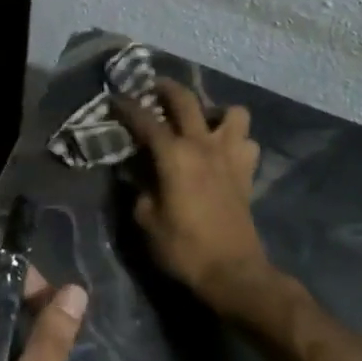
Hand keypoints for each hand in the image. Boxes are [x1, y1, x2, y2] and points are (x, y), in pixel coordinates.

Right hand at [113, 79, 270, 313]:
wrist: (232, 272)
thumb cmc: (182, 248)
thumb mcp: (145, 219)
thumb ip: (138, 188)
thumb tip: (135, 171)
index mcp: (174, 155)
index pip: (145, 120)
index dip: (127, 107)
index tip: (114, 99)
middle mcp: (203, 146)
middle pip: (187, 101)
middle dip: (166, 88)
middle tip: (153, 88)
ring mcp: (230, 156)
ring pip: (232, 113)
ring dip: (215, 112)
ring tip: (201, 123)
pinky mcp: (247, 173)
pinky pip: (247, 142)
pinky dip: (236, 140)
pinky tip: (222, 151)